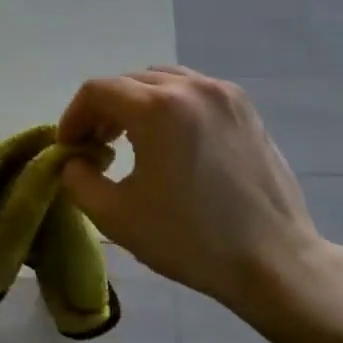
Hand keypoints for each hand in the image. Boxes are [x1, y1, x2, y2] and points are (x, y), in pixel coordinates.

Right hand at [57, 66, 333, 323]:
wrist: (273, 261)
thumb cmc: (190, 239)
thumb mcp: (116, 216)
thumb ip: (78, 179)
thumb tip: (74, 161)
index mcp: (157, 108)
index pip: (97, 91)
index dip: (73, 117)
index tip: (69, 149)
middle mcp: (191, 87)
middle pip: (129, 82)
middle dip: (103, 110)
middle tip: (95, 148)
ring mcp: (224, 95)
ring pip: (162, 81)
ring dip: (136, 104)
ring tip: (131, 141)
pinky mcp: (246, 109)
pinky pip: (194, 91)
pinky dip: (170, 106)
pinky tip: (171, 143)